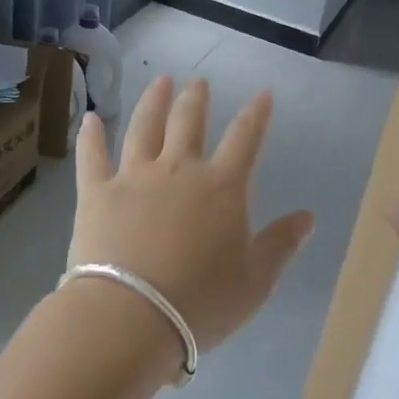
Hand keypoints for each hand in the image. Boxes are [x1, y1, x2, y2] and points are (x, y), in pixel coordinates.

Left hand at [69, 76, 314, 351]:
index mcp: (222, 186)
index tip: (263, 94)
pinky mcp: (96, 192)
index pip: (245, 138)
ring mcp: (134, 176)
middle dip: (197, 98)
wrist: (130, 317)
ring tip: (160, 81)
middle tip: (199, 82)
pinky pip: (92, 156)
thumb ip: (281, 244)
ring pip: (144, 127)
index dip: (256, 114)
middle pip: (189, 122)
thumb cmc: (201, 301)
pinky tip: (91, 118)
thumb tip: (308, 217)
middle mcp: (179, 169)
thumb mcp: (256, 280)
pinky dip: (91, 135)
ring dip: (153, 102)